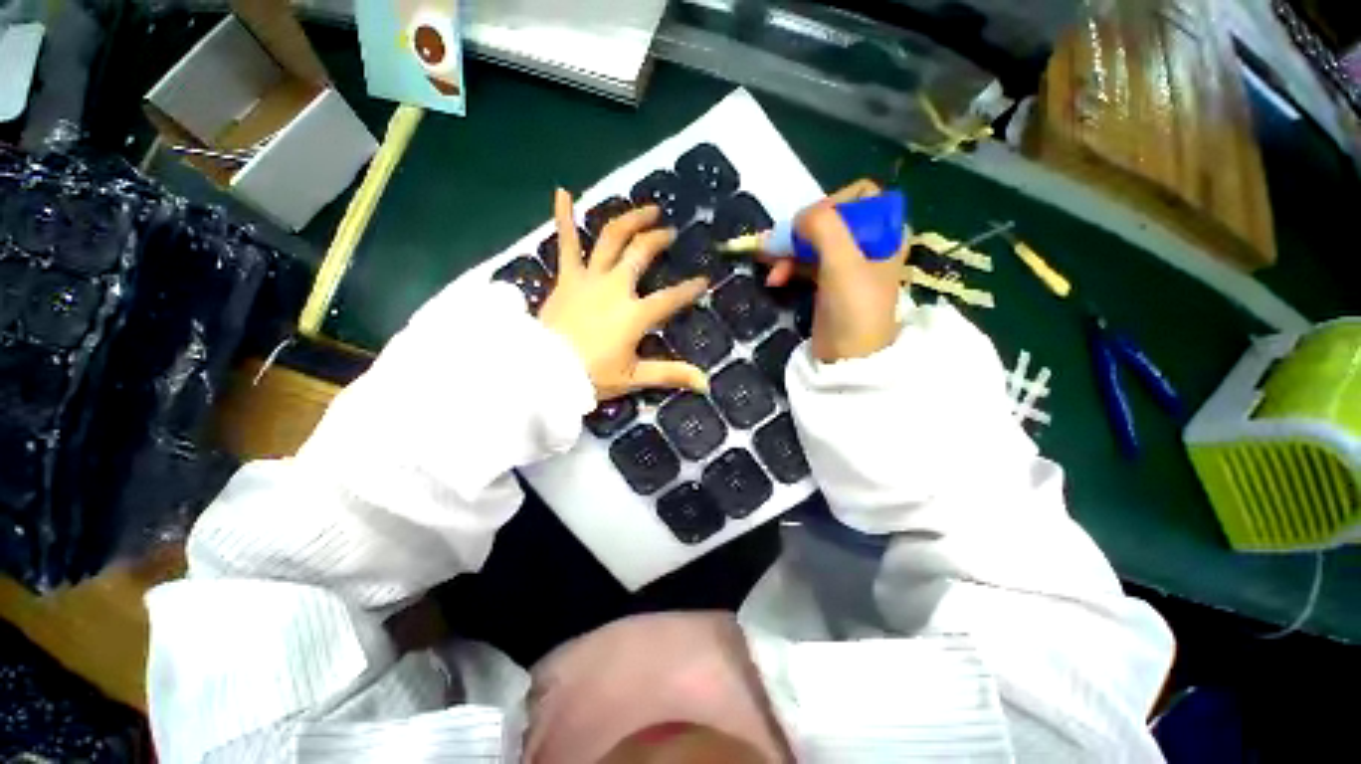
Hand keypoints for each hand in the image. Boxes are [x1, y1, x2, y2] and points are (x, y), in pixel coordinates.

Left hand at [539, 189, 709, 400]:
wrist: (544, 372)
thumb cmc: (591, 375)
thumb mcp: (634, 377)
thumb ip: (671, 374)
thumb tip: (705, 383)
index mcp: (634, 313)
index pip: (670, 298)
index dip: (689, 289)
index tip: (703, 280)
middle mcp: (615, 287)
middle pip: (641, 253)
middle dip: (659, 239)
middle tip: (670, 231)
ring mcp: (589, 278)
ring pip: (612, 238)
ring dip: (630, 220)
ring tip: (646, 209)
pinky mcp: (566, 277)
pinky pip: (566, 243)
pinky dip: (564, 217)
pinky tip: (563, 191)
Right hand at [762, 179, 906, 362]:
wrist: (848, 359)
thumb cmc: (854, 310)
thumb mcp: (843, 264)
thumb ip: (824, 228)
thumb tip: (799, 218)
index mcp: (885, 233)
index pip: (860, 196)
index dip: (831, 204)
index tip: (809, 226)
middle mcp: (868, 243)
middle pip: (830, 218)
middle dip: (800, 231)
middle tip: (776, 246)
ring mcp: (846, 264)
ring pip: (813, 241)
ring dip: (788, 250)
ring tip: (768, 265)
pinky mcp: (828, 282)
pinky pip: (805, 262)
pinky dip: (788, 266)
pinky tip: (774, 278)